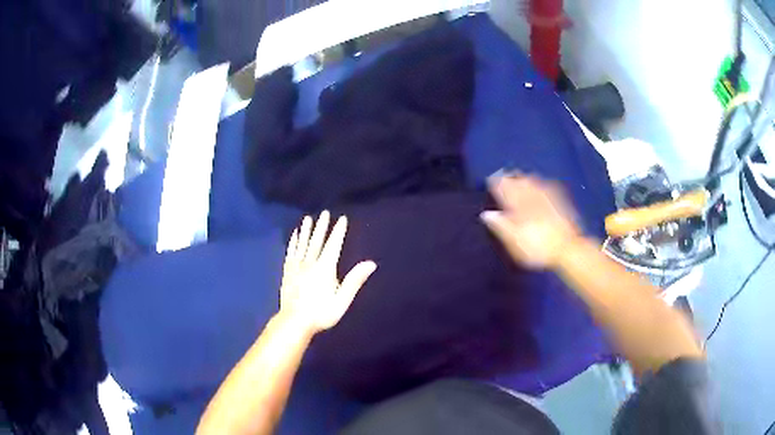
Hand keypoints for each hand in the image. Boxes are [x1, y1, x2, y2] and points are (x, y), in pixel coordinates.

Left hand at [279, 211, 376, 334]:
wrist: (294, 322)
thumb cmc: (321, 313)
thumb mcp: (342, 300)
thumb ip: (355, 280)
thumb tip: (371, 263)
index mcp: (325, 268)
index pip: (333, 245)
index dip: (338, 231)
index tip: (342, 218)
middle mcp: (310, 263)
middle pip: (317, 241)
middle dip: (321, 226)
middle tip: (324, 213)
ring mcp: (297, 267)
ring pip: (302, 244)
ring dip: (306, 231)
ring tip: (307, 218)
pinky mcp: (287, 272)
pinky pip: (291, 253)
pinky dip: (293, 242)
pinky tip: (294, 235)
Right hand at [481, 175, 579, 268]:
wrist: (567, 248)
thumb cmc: (537, 247)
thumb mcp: (513, 241)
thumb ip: (499, 225)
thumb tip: (486, 214)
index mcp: (518, 205)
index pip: (504, 188)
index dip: (496, 183)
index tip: (490, 180)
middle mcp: (532, 197)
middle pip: (519, 181)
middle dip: (510, 177)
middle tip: (503, 175)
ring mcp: (548, 198)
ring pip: (534, 182)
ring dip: (525, 178)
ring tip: (520, 176)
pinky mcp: (561, 203)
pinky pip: (549, 187)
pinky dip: (543, 184)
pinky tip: (544, 184)